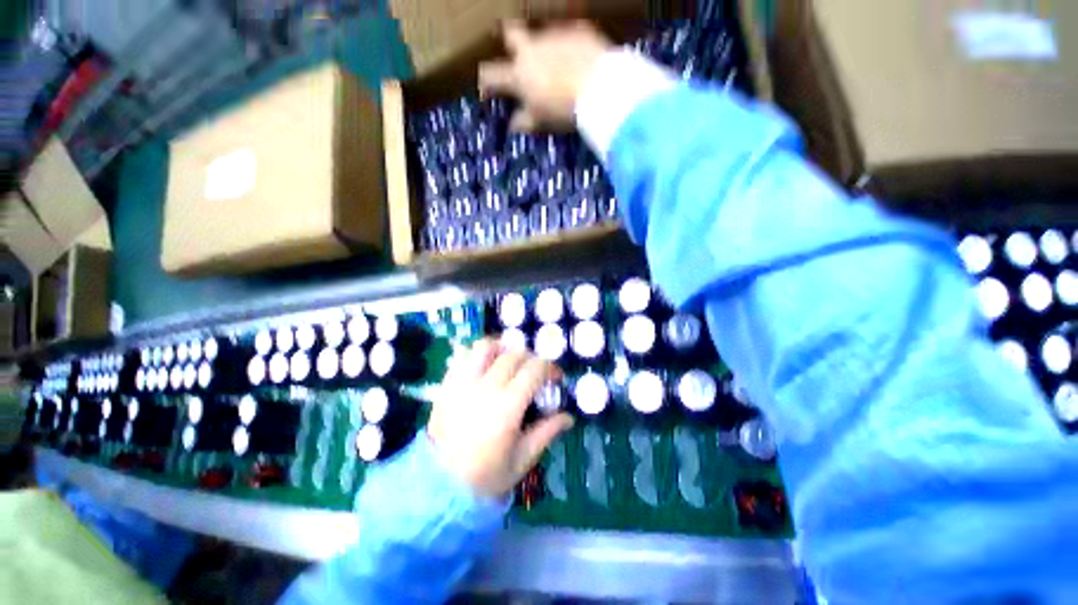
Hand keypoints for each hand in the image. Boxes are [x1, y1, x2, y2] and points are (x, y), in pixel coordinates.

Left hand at [428, 339, 573, 498]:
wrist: (439, 486)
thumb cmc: (486, 476)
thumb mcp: (523, 459)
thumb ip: (547, 432)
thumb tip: (569, 417)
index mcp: (508, 406)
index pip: (535, 369)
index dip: (550, 368)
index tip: (555, 377)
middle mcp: (486, 387)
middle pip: (514, 354)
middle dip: (530, 359)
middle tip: (533, 372)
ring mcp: (463, 383)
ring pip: (485, 347)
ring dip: (501, 348)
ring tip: (507, 361)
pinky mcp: (447, 384)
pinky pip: (463, 356)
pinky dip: (477, 354)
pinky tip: (484, 367)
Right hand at [479, 20, 612, 131]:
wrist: (600, 89)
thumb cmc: (564, 111)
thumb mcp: (541, 121)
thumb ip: (524, 121)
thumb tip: (512, 124)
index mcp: (519, 75)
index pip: (491, 75)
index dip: (485, 82)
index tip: (486, 91)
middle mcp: (532, 49)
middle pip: (511, 33)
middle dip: (510, 40)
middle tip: (518, 53)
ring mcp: (554, 35)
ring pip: (543, 36)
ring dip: (545, 49)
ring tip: (558, 66)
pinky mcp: (578, 30)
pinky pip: (569, 36)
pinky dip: (570, 48)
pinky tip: (579, 60)